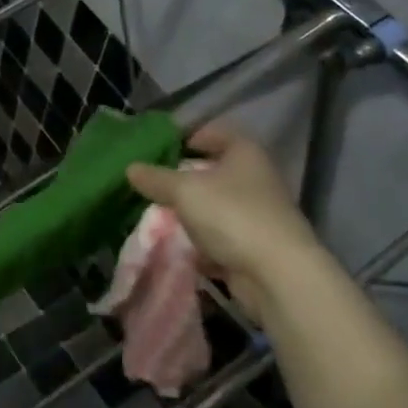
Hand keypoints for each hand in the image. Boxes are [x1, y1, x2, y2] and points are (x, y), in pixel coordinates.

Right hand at [125, 122, 323, 319]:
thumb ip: (155, 178)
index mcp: (245, 154)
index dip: (187, 136)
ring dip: (190, 210)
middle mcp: (255, 179)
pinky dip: (200, 240)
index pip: (214, 133)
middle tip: (151, 181)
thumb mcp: (184, 190)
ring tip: (156, 213)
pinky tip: (177, 244)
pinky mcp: (254, 246)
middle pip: (214, 171)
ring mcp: (257, 214)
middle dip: (183, 177)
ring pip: (215, 205)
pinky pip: (219, 236)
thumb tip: (131, 168)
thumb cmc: (231, 215)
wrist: (276, 274)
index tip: (158, 147)